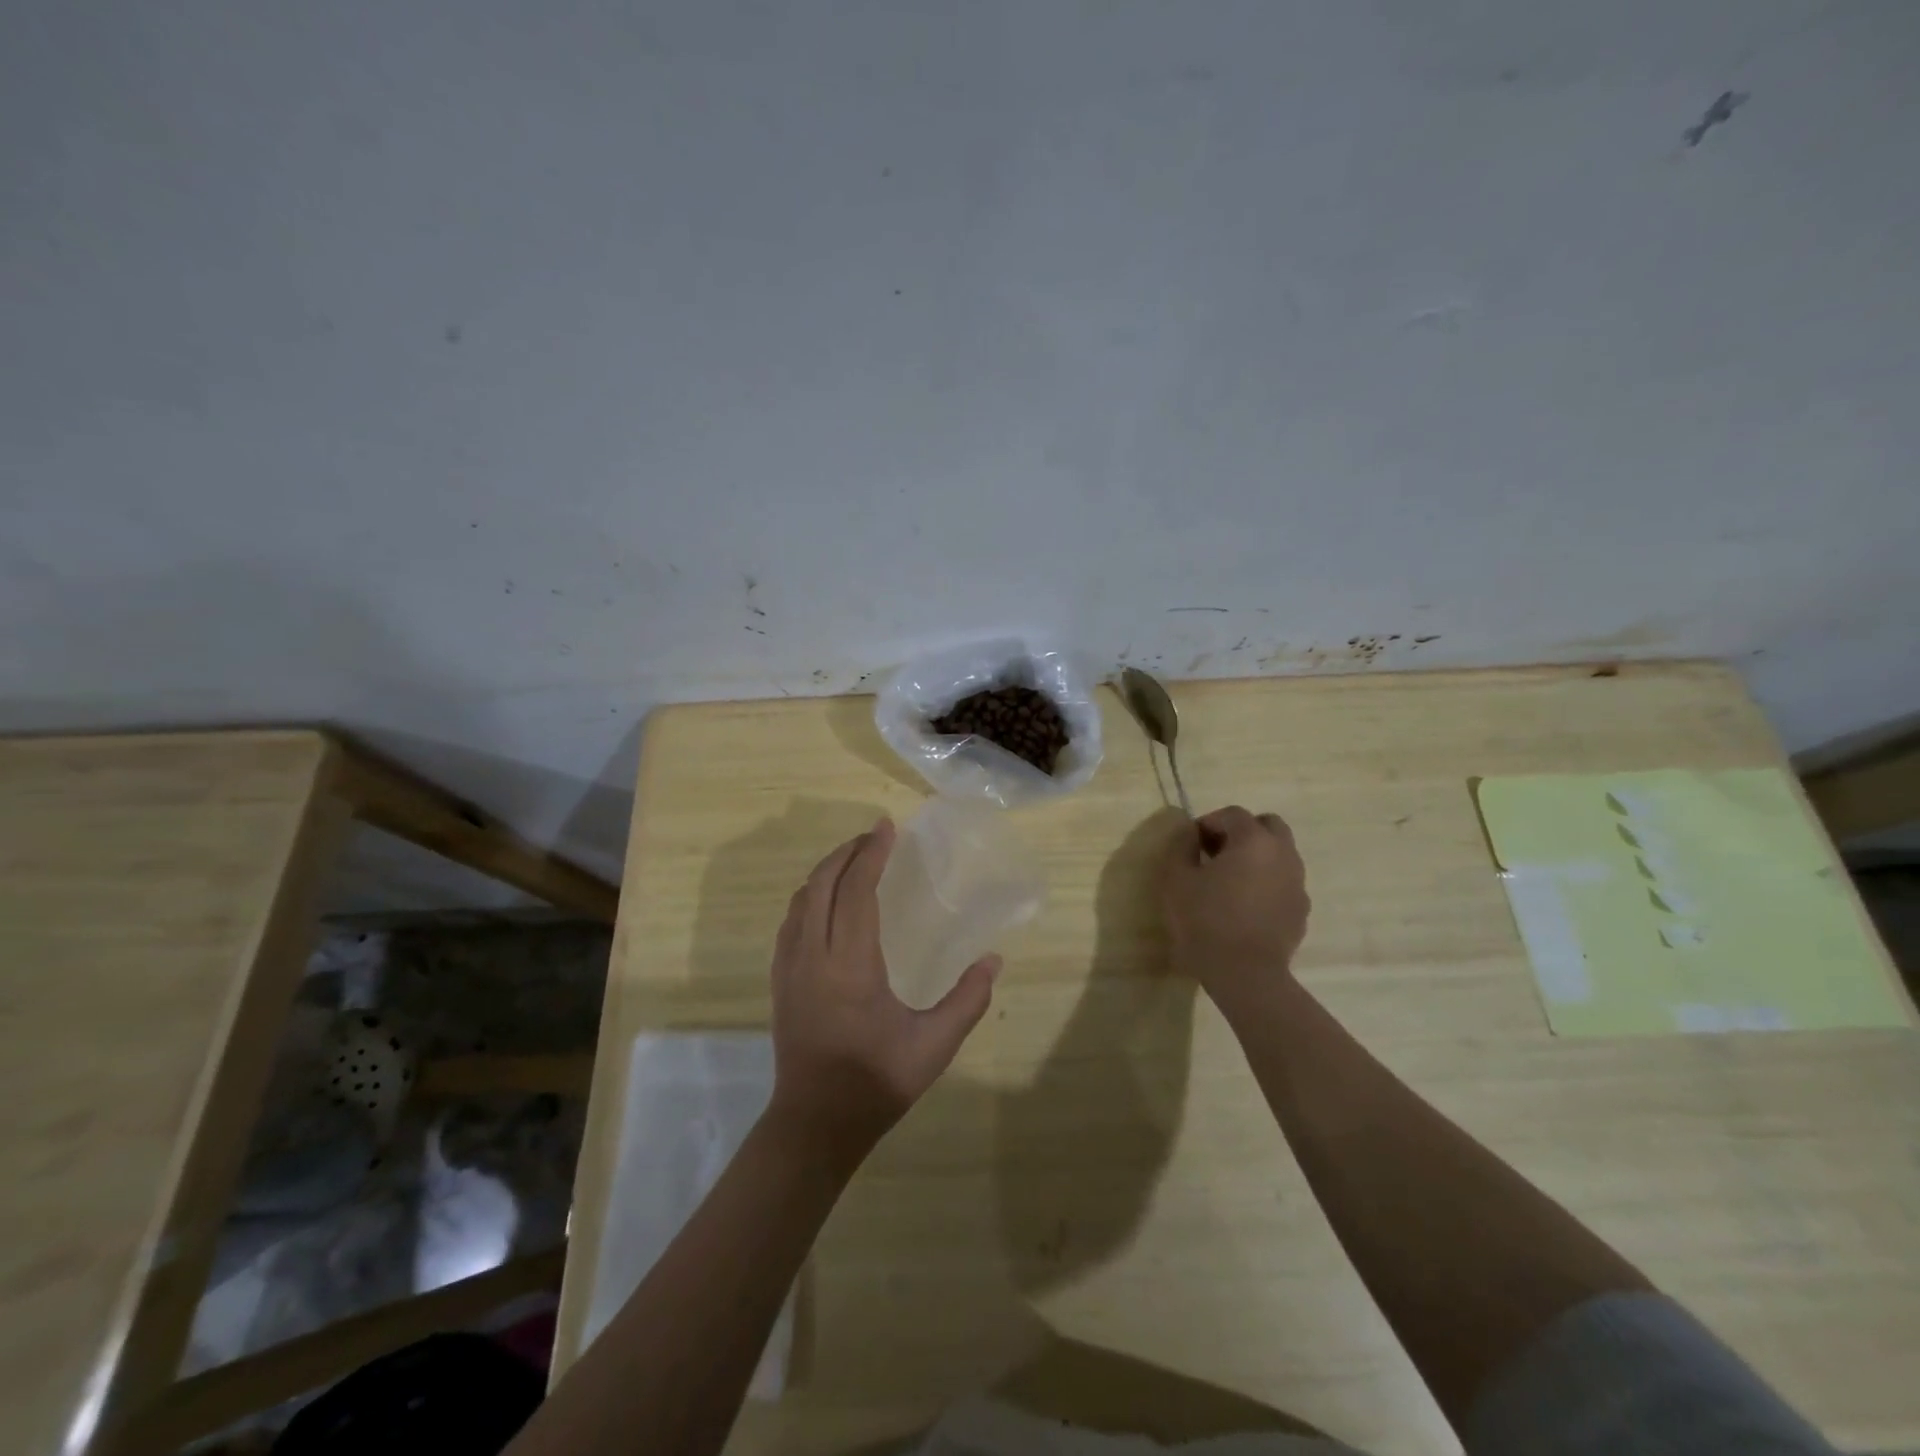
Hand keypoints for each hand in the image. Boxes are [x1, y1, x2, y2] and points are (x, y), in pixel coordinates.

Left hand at [766, 819, 999, 1165]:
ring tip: (855, 860)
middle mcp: (813, 956)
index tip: (887, 827)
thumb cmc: (876, 1083)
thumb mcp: (933, 1047)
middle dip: (847, 852)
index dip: (871, 854)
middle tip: (875, 837)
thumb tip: (993, 959)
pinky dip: (811, 895)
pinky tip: (828, 900)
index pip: (856, 891)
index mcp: (850, 967)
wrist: (815, 1124)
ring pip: (801, 899)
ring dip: (827, 871)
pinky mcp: (779, 980)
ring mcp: (789, 967)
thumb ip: (968, 1000)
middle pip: (821, 884)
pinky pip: (791, 920)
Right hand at [1159, 806, 1310, 1010]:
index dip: (1208, 823)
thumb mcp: (1176, 879)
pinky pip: (1284, 882)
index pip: (1233, 814)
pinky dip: (1266, 883)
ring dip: (1256, 857)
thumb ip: (1181, 845)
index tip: (1191, 844)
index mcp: (1254, 840)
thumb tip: (1190, 831)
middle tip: (1216, 853)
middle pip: (1268, 825)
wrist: (1245, 975)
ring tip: (1229, 882)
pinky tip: (1245, 906)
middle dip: (1241, 832)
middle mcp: (1283, 854)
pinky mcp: (1301, 910)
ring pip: (1280, 854)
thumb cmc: (1205, 920)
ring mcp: (1298, 883)